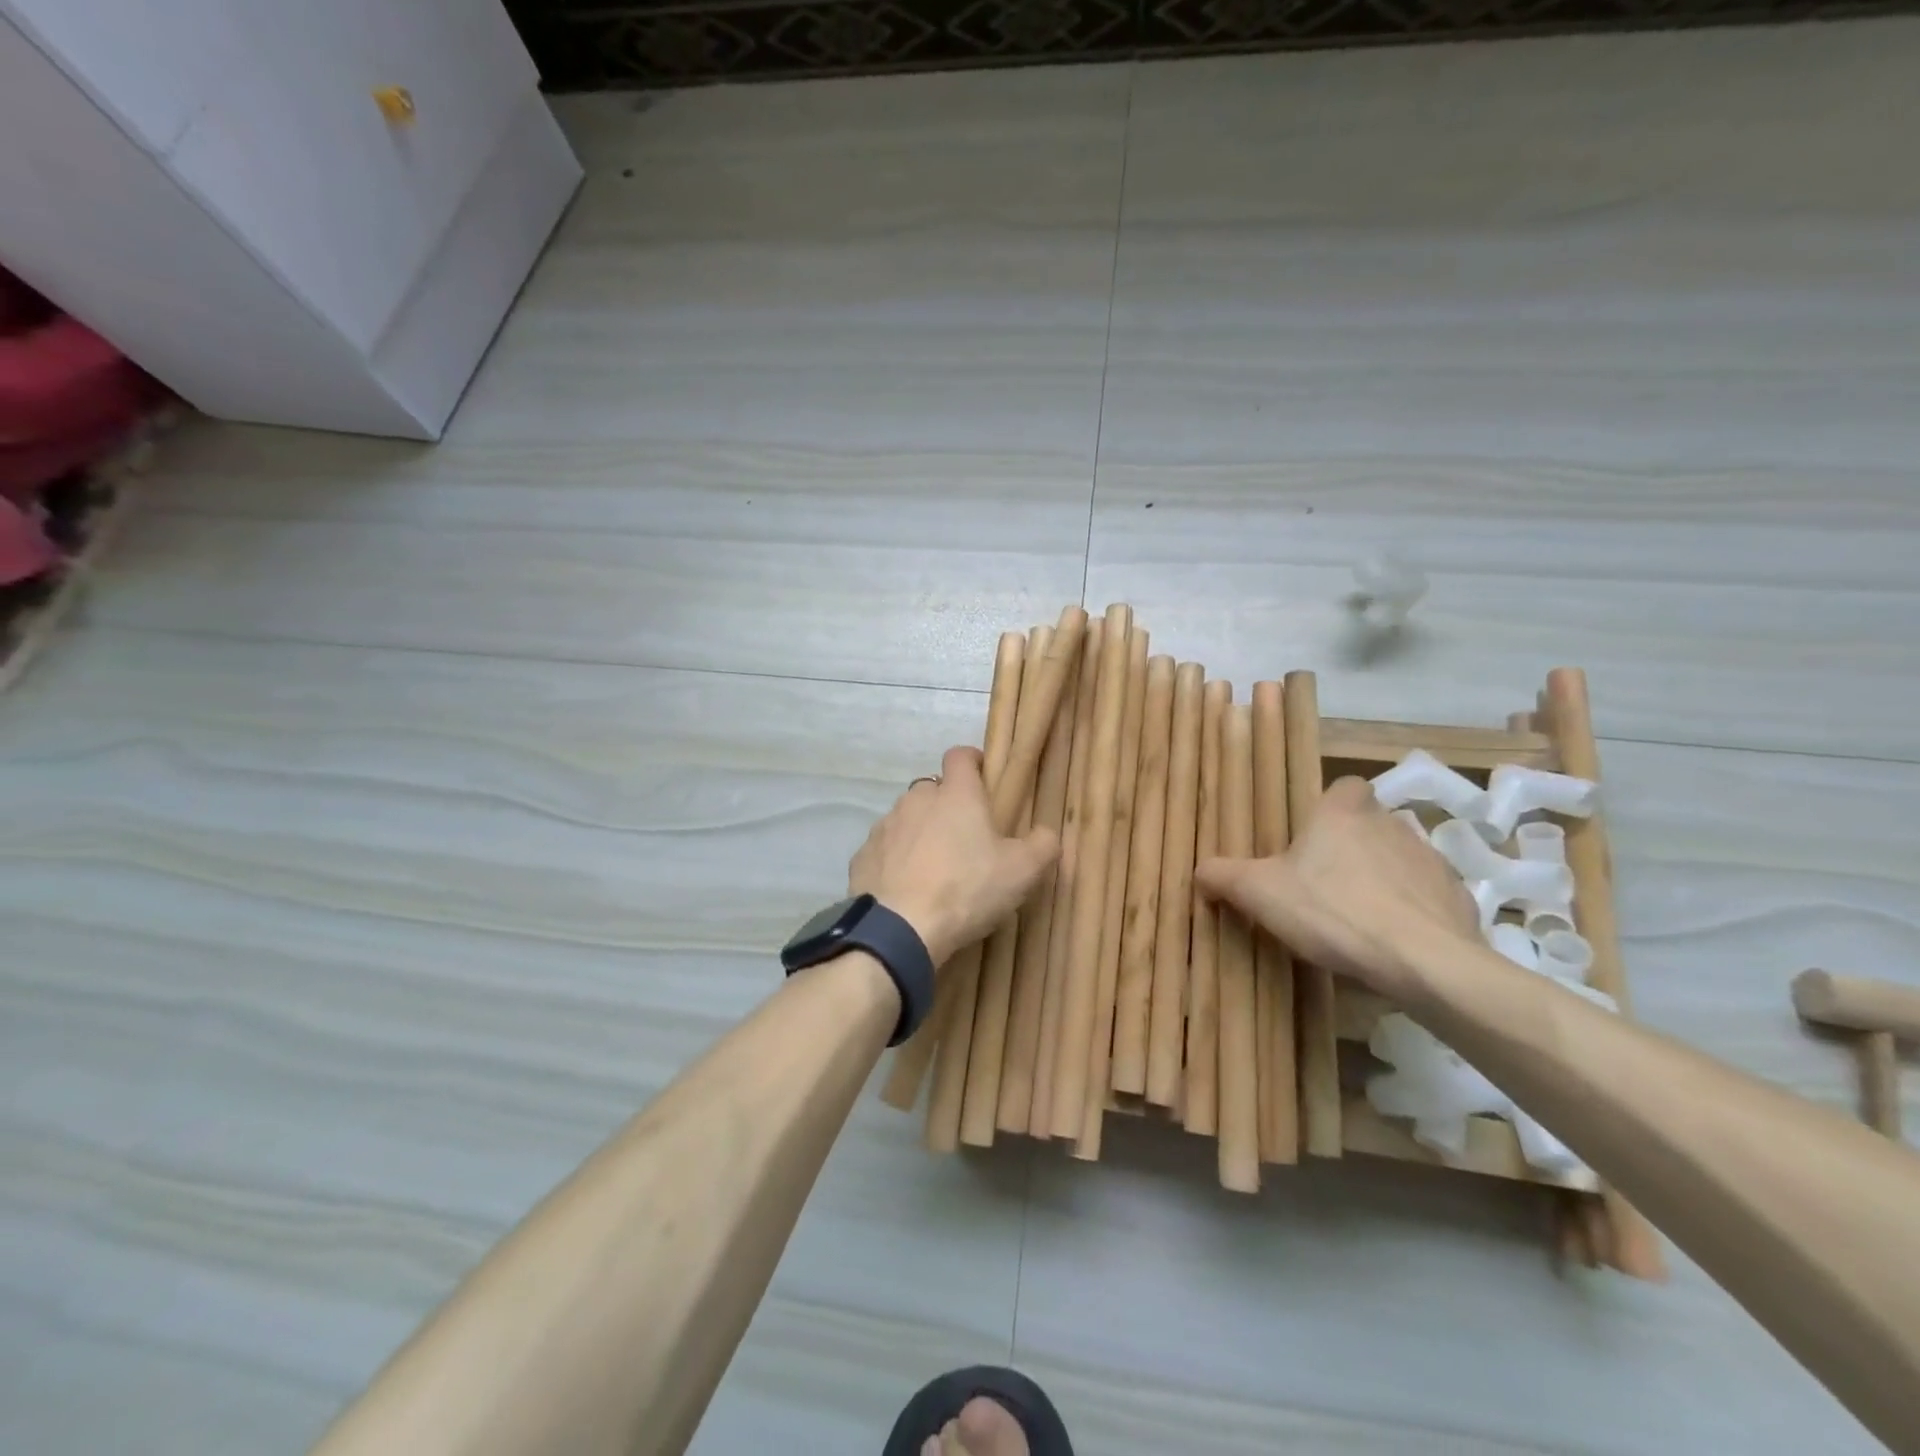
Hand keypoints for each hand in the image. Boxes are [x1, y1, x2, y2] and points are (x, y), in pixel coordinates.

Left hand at [849, 746, 1059, 966]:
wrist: (899, 928)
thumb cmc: (967, 889)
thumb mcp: (1022, 872)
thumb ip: (1042, 846)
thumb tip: (1047, 834)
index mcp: (956, 795)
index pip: (960, 756)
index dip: (972, 761)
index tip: (983, 776)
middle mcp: (916, 800)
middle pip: (932, 789)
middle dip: (947, 804)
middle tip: (965, 836)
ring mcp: (885, 826)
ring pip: (906, 818)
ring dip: (920, 832)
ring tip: (934, 867)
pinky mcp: (863, 855)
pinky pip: (884, 849)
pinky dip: (896, 859)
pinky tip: (907, 887)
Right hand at [1195, 775, 1478, 999]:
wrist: (1423, 961)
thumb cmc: (1332, 911)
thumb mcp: (1260, 894)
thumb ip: (1224, 876)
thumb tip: (1199, 870)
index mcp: (1343, 813)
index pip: (1345, 786)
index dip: (1331, 806)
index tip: (1315, 834)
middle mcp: (1390, 823)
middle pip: (1370, 823)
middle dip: (1353, 846)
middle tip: (1326, 883)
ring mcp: (1430, 859)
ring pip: (1400, 858)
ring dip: (1384, 878)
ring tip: (1360, 917)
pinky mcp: (1458, 897)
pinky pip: (1428, 896)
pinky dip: (1413, 911)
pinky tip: (1395, 941)